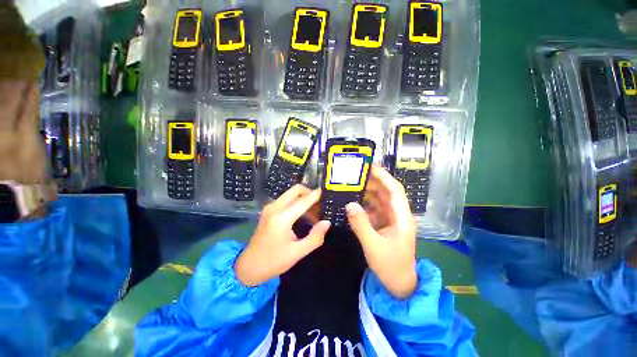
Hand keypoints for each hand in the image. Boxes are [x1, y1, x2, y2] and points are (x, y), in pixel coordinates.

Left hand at [235, 185, 330, 286]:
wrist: (249, 266)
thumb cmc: (274, 261)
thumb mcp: (297, 252)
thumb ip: (315, 237)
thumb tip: (326, 222)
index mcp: (281, 218)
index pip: (302, 201)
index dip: (314, 196)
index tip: (324, 191)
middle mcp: (275, 208)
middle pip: (295, 190)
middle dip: (309, 193)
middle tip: (319, 205)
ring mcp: (270, 207)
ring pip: (291, 194)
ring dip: (303, 198)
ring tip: (313, 213)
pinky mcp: (268, 210)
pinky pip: (286, 199)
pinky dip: (296, 202)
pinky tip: (302, 215)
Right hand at [346, 165, 417, 298]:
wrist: (399, 284)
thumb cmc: (390, 265)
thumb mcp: (373, 245)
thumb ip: (361, 224)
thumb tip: (349, 204)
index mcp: (402, 217)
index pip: (394, 190)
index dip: (384, 177)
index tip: (370, 167)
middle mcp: (397, 214)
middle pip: (386, 192)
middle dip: (373, 181)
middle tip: (355, 174)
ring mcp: (391, 219)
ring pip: (379, 199)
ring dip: (367, 192)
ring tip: (352, 184)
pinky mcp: (384, 224)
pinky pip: (373, 209)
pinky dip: (364, 204)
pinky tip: (353, 201)